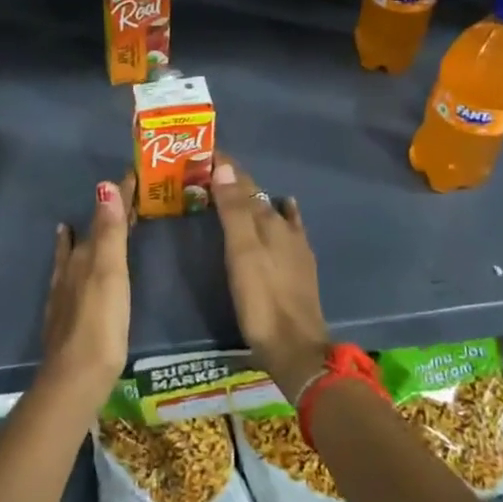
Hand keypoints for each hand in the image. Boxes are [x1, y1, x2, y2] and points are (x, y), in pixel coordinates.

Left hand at [41, 176, 134, 411]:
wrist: (75, 377)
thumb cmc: (100, 322)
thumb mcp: (110, 272)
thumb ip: (109, 232)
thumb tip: (104, 185)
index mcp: (85, 255)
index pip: (104, 216)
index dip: (118, 196)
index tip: (132, 174)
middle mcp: (71, 268)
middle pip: (90, 233)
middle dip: (104, 214)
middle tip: (121, 195)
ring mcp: (65, 292)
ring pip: (75, 253)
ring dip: (83, 236)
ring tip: (80, 221)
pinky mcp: (65, 314)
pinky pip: (67, 275)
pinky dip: (68, 262)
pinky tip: (65, 266)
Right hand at [211, 154, 329, 402]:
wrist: (297, 349)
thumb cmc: (262, 300)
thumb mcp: (241, 253)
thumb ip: (233, 210)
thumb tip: (225, 166)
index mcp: (268, 221)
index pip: (244, 183)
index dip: (225, 167)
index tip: (202, 152)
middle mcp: (284, 227)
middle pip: (256, 196)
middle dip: (234, 182)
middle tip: (206, 173)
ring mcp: (295, 247)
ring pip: (270, 210)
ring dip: (251, 199)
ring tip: (231, 193)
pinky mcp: (299, 266)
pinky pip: (288, 227)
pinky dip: (281, 214)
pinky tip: (284, 211)